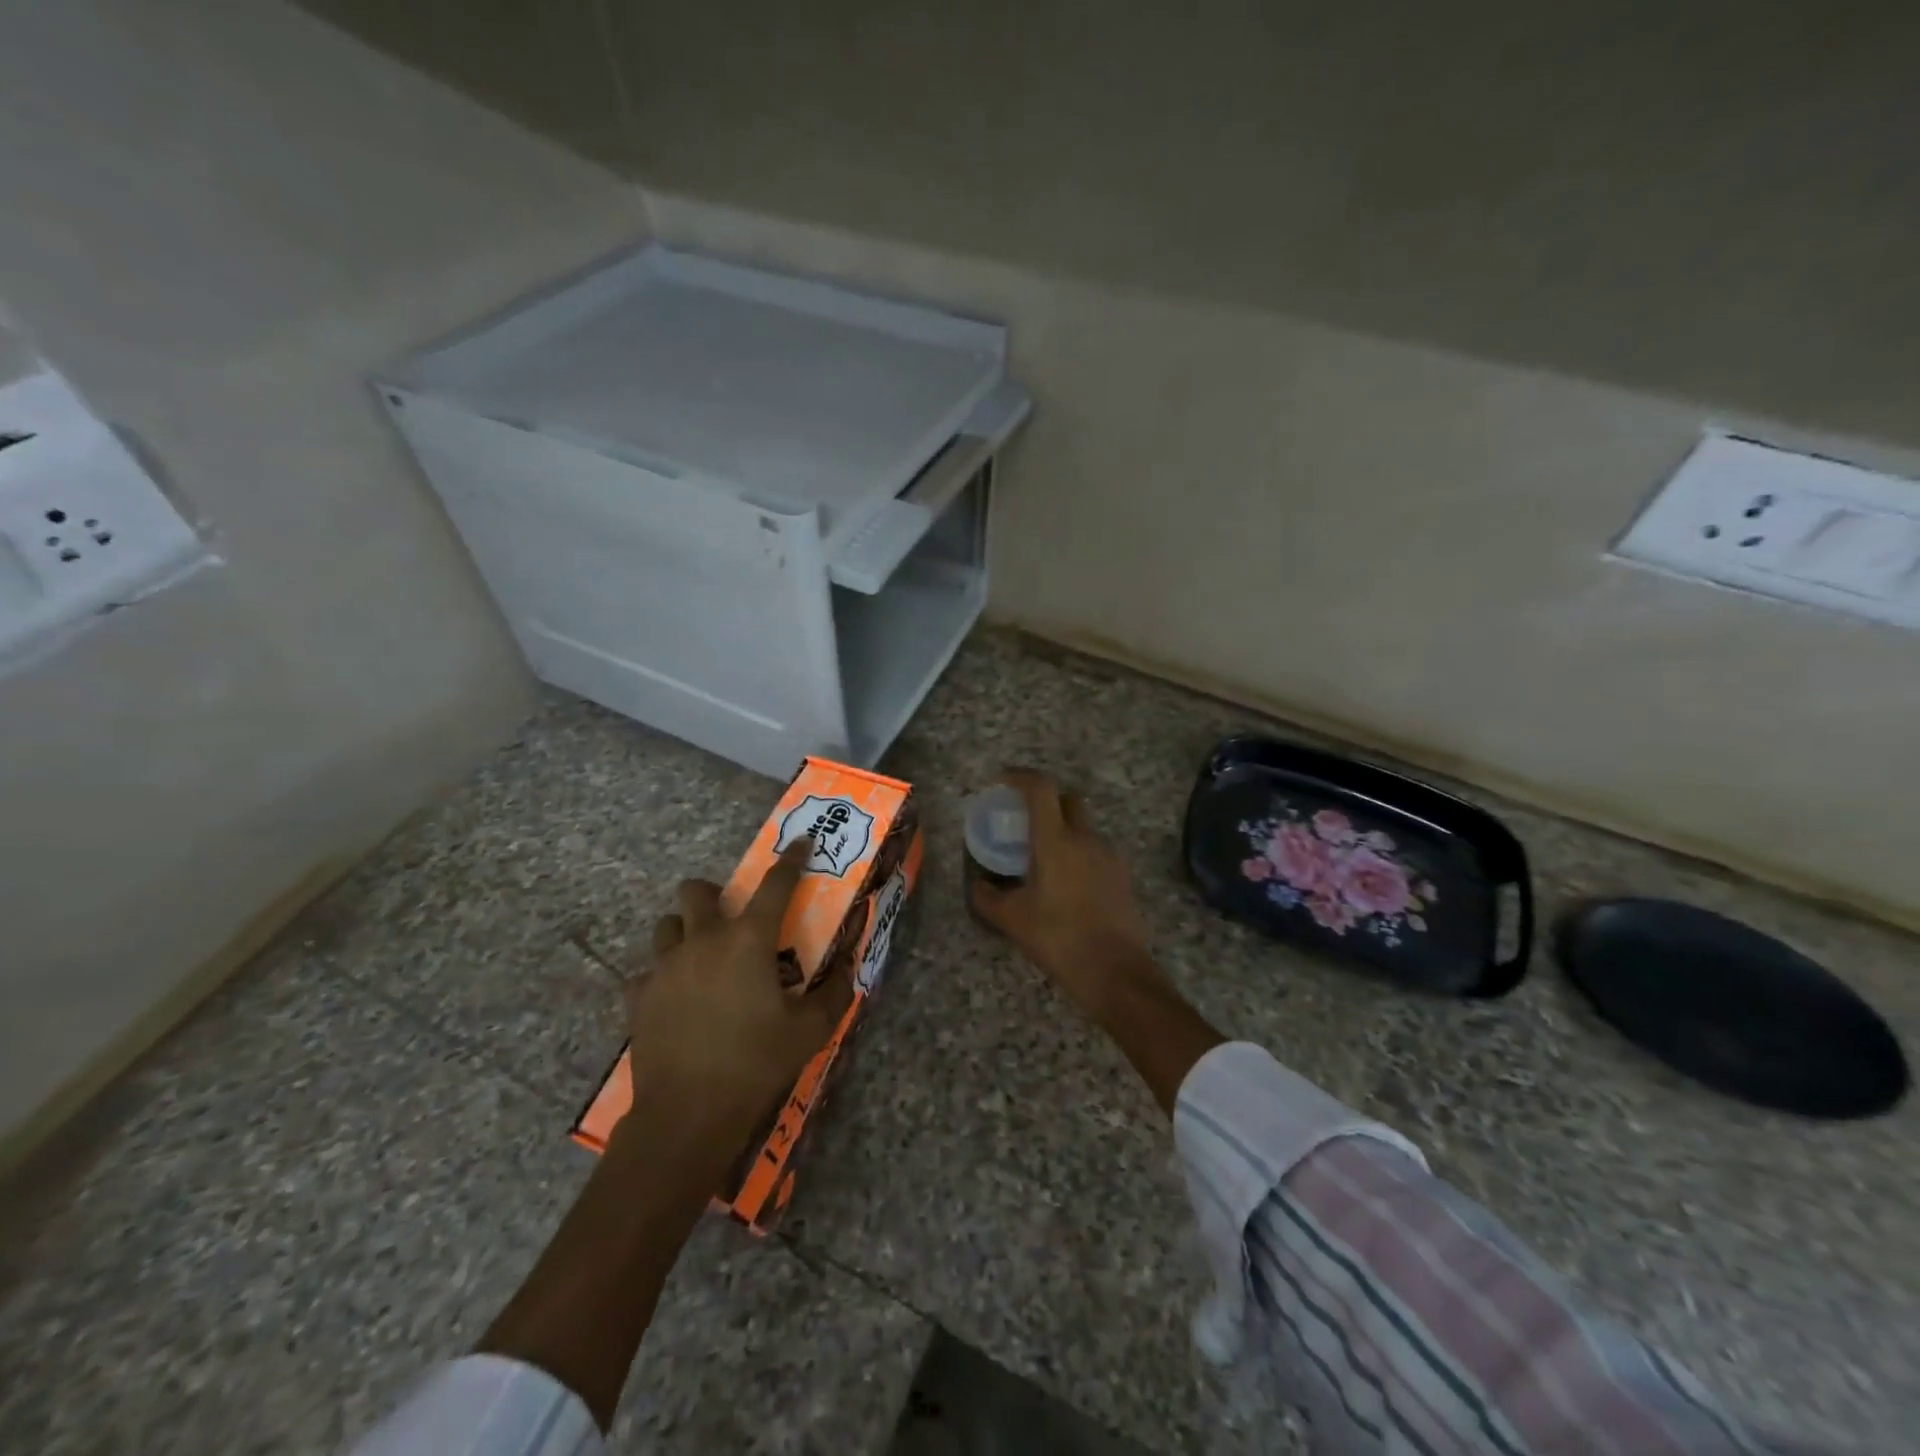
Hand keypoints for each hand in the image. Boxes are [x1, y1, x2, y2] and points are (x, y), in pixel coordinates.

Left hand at [623, 839, 853, 1148]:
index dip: (791, 859)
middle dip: (713, 894)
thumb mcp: (810, 1030)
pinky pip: (647, 972)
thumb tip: (847, 968)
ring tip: (701, 956)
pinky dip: (662, 977)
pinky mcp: (638, 997)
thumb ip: (833, 992)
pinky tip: (676, 999)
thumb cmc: (756, 1062)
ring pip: (666, 926)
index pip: (774, 884)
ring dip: (685, 931)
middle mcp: (702, 941)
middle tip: (731, 917)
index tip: (799, 843)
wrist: (688, 1113)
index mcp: (748, 940)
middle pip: (696, 891)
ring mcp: (664, 967)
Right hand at [969, 770, 1168, 1026]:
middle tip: (1025, 822)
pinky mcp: (1123, 876)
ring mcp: (1109, 856)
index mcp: (1056, 841)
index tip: (1003, 781)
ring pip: (1084, 827)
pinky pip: (1096, 852)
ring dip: (1064, 832)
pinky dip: (1080, 855)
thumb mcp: (1012, 920)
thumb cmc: (1059, 939)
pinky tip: (1068, 885)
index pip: (1040, 788)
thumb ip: (988, 898)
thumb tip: (978, 885)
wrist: (1116, 972)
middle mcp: (1086, 839)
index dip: (1020, 776)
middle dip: (1047, 801)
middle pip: (1068, 800)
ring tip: (1044, 861)